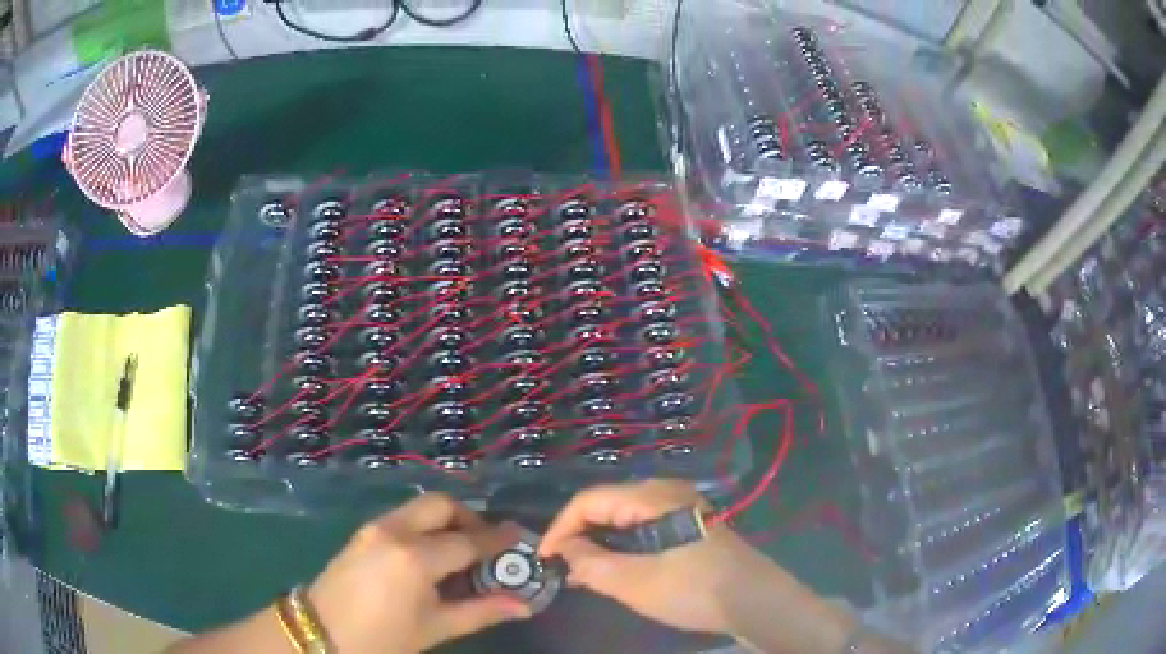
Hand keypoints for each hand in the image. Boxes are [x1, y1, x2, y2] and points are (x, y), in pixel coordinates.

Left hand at [308, 493, 531, 652]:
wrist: (321, 634)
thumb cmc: (382, 639)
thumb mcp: (435, 628)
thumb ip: (481, 611)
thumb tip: (524, 605)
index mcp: (415, 558)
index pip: (468, 541)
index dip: (497, 540)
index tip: (520, 539)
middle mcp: (395, 531)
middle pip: (441, 504)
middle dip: (469, 518)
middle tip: (486, 546)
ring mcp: (374, 528)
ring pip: (420, 508)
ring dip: (446, 521)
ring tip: (461, 553)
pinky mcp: (362, 533)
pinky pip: (402, 518)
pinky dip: (425, 527)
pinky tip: (430, 556)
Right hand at [538, 479, 777, 633]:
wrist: (756, 600)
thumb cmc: (695, 590)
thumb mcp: (636, 583)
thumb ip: (592, 564)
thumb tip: (564, 550)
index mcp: (653, 497)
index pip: (589, 500)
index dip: (560, 528)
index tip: (544, 558)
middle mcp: (666, 492)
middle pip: (607, 505)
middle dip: (579, 535)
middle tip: (562, 568)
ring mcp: (681, 507)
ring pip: (625, 518)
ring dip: (600, 542)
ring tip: (582, 573)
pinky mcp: (690, 525)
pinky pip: (644, 527)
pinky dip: (622, 545)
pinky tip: (614, 568)